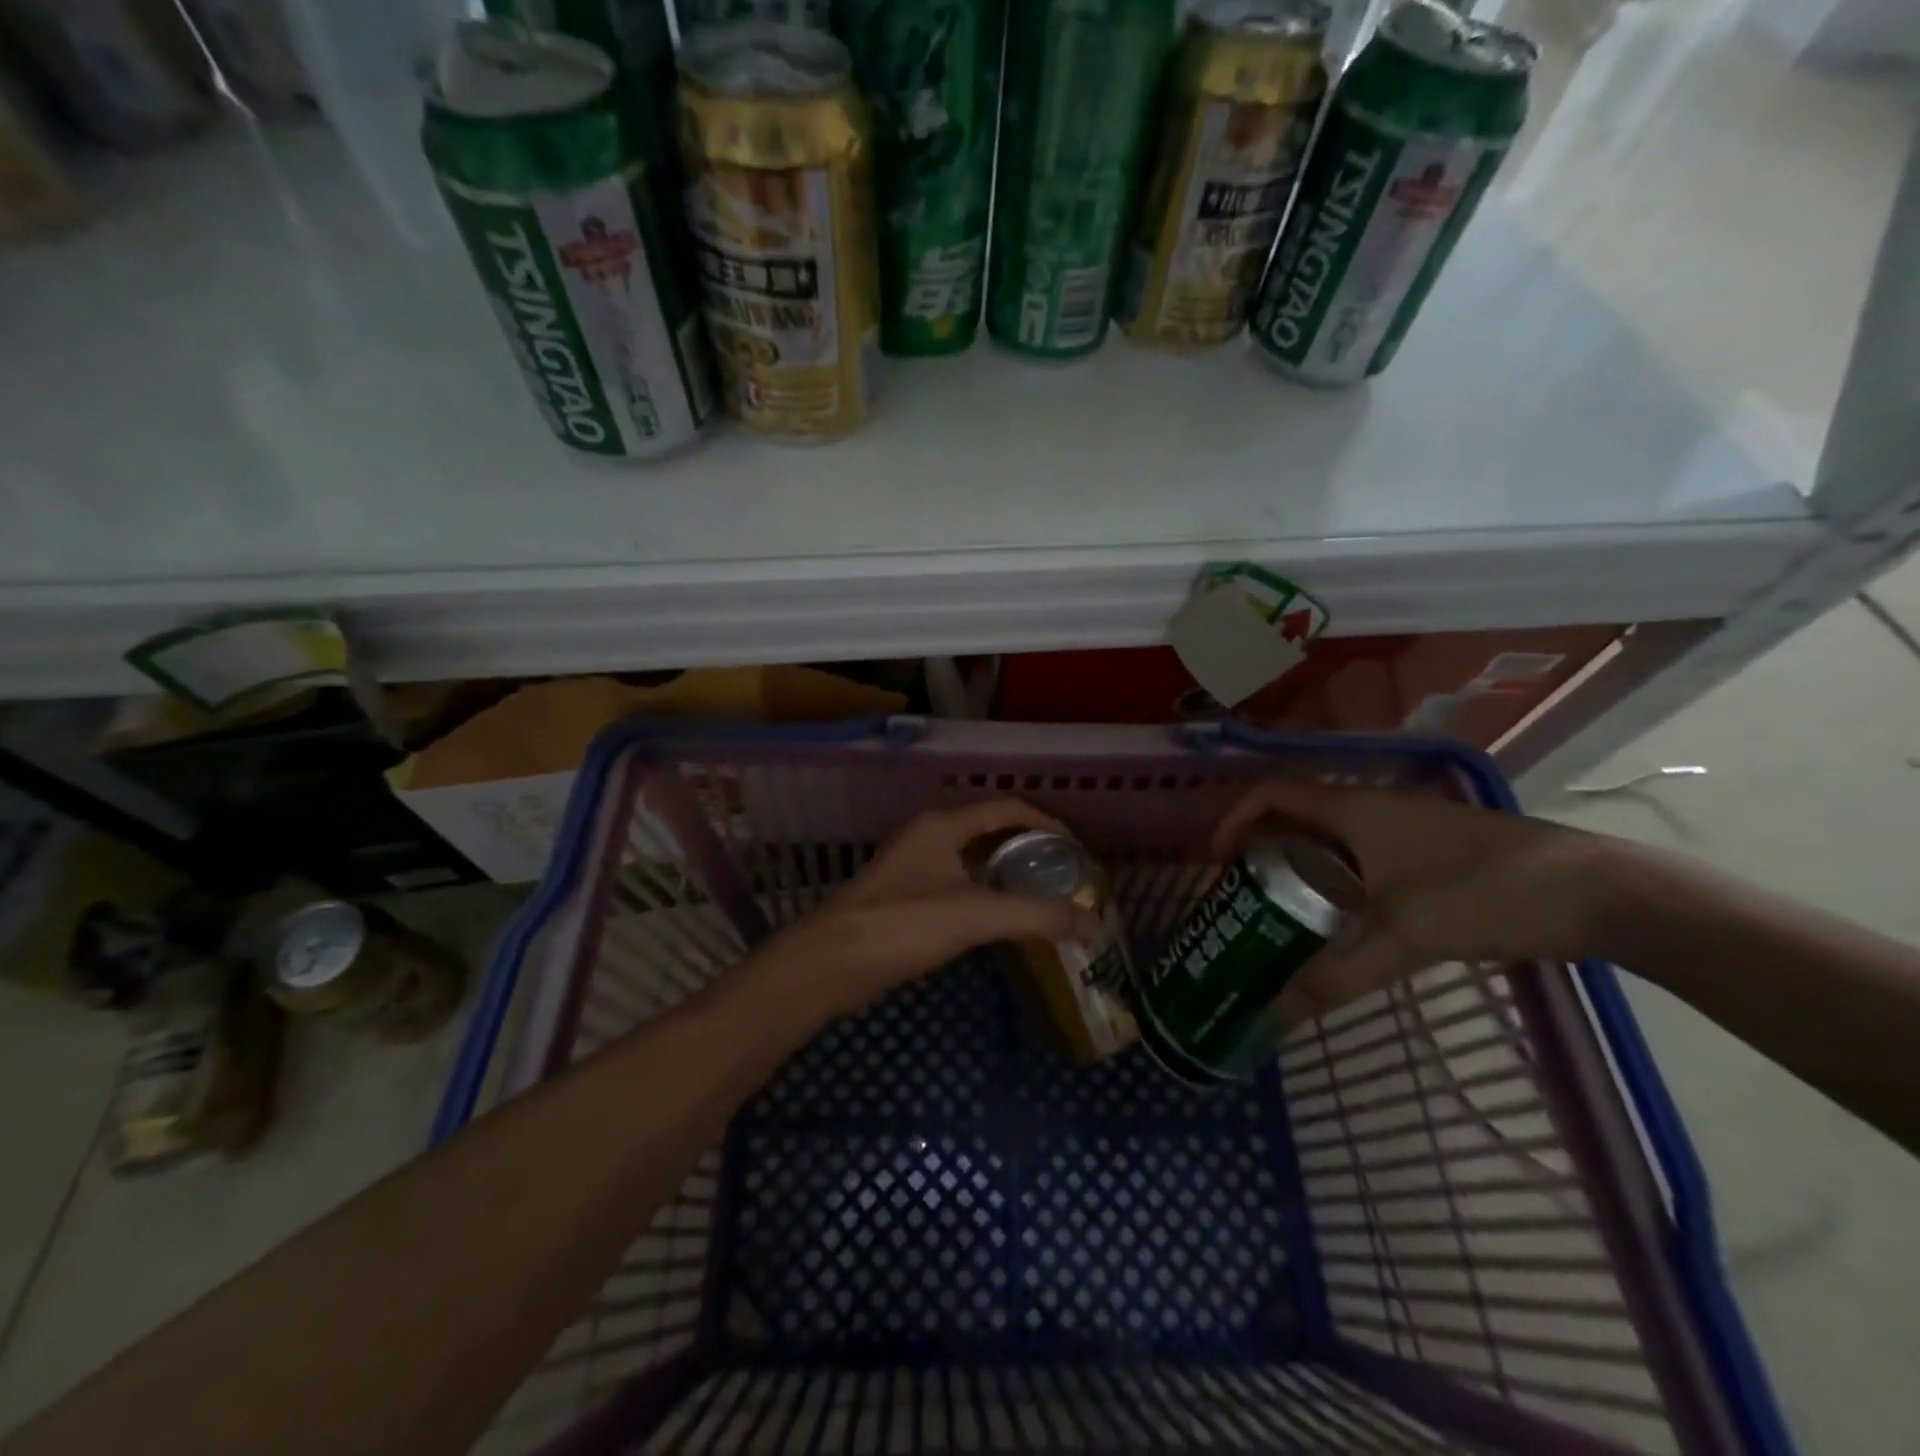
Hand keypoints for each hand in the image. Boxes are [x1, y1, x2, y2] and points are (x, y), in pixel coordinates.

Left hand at [756, 799, 1104, 1017]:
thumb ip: (1034, 916)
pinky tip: (1001, 920)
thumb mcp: (973, 916)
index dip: (1046, 824)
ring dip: (1007, 873)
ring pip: (972, 859)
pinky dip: (986, 894)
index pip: (1007, 809)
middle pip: (990, 830)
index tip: (1076, 851)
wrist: (828, 963)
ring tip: (1042, 897)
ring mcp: (913, 867)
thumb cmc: (901, 925)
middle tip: (1063, 876)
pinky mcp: (905, 897)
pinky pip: (957, 884)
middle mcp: (929, 837)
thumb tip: (1090, 923)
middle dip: (1029, 849)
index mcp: (943, 825)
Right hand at [1211, 782, 1612, 1022]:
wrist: (1598, 891)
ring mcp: (1405, 833)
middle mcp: (1372, 811)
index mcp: (1354, 810)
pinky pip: (1362, 863)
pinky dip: (1336, 885)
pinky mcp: (1431, 857)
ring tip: (1279, 915)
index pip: (1272, 795)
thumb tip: (1276, 1011)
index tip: (1216, 862)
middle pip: (1295, 819)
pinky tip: (1341, 926)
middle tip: (1240, 896)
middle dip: (1260, 851)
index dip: (1234, 820)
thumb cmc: (1486, 889)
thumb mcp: (1404, 934)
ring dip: (1298, 870)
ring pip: (1331, 843)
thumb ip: (1338, 973)